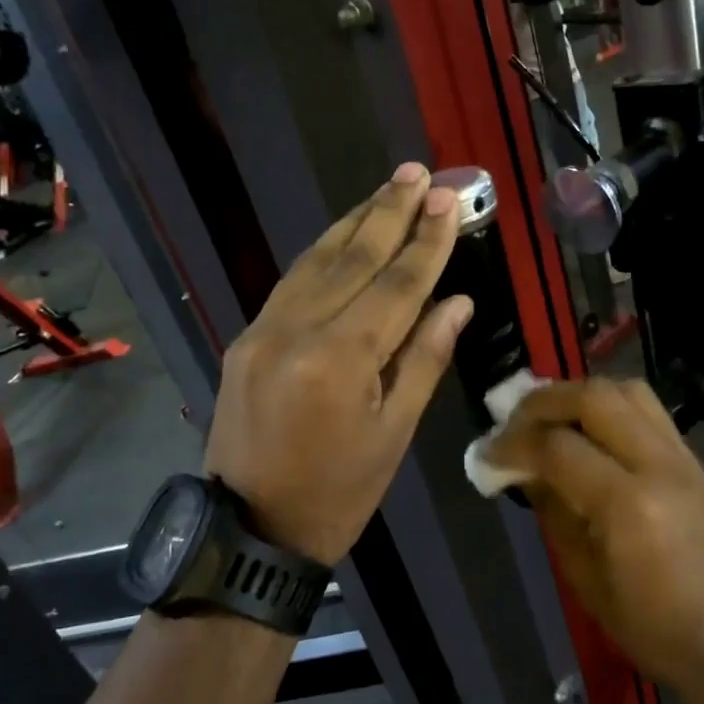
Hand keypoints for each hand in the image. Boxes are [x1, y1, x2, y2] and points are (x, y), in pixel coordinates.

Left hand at [204, 163, 471, 564]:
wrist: (251, 530)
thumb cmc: (339, 493)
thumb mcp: (394, 435)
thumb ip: (424, 360)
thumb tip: (457, 302)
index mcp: (341, 360)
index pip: (396, 286)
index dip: (427, 243)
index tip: (449, 202)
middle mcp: (297, 331)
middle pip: (353, 259)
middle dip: (389, 213)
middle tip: (418, 172)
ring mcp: (263, 331)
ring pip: (316, 261)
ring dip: (355, 222)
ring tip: (386, 189)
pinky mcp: (246, 339)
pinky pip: (291, 283)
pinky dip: (322, 253)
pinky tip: (343, 236)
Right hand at [485, 378, 703, 686]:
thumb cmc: (646, 624)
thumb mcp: (581, 573)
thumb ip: (551, 508)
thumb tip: (520, 467)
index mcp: (629, 504)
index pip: (558, 447)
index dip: (513, 444)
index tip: (486, 454)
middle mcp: (659, 465)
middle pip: (594, 398)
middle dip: (544, 402)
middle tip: (513, 422)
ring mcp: (681, 457)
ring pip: (625, 390)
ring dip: (578, 395)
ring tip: (549, 418)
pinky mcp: (691, 458)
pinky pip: (646, 408)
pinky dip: (608, 406)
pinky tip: (586, 430)